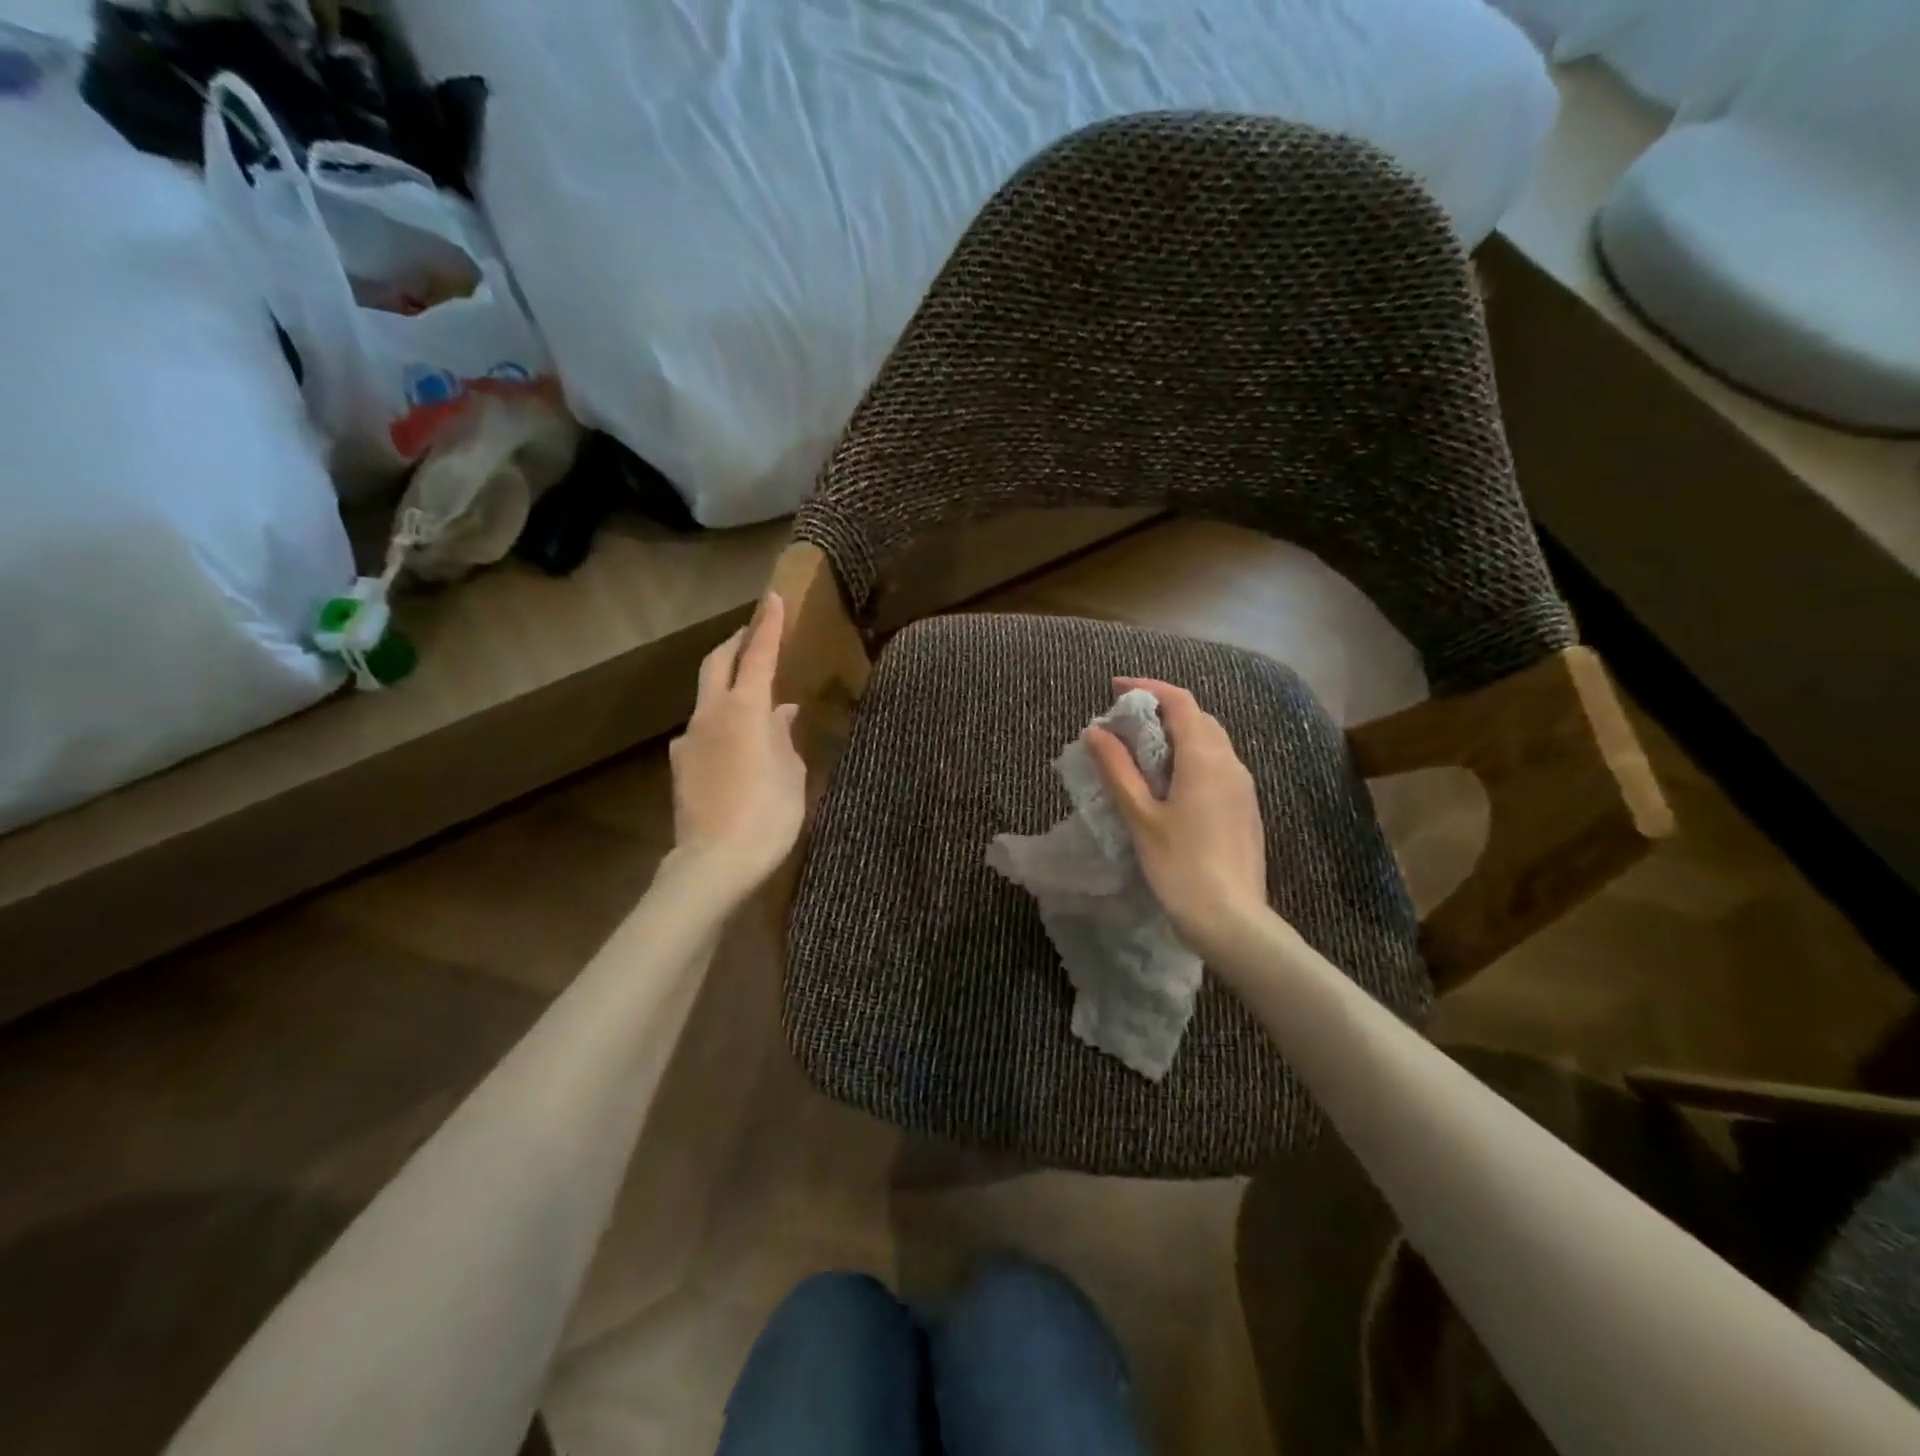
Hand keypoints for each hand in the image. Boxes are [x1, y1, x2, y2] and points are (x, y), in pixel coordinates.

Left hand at [668, 593, 805, 898]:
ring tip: (753, 693)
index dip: (767, 625)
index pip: (757, 655)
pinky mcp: (680, 765)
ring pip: (707, 695)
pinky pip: (703, 727)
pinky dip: (721, 719)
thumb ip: (785, 736)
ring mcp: (689, 739)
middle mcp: (711, 714)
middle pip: (718, 663)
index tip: (773, 598)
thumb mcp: (791, 773)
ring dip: (727, 682)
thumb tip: (783, 713)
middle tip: (754, 633)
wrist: (714, 864)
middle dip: (736, 643)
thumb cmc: (767, 816)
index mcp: (745, 710)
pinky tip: (736, 739)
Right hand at [1085, 677, 1270, 961]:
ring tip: (1142, 751)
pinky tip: (1169, 783)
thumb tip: (1096, 730)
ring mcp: (1243, 786)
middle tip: (1124, 723)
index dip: (1148, 687)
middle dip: (1161, 709)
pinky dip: (1190, 757)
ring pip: (1211, 741)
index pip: (1180, 701)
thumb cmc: (1179, 864)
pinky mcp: (1245, 808)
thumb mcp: (1140, 815)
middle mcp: (1231, 762)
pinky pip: (1218, 765)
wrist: (1231, 918)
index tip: (1115, 688)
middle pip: (1198, 717)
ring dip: (1177, 734)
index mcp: (1205, 758)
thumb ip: (1118, 769)